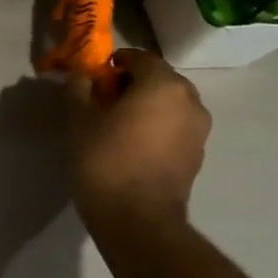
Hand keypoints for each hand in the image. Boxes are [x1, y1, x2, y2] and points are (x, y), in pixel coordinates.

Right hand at [66, 48, 210, 234]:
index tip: (94, 78)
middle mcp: (190, 100)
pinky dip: (156, 127)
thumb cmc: (105, 161)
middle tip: (102, 100)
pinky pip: (175, 127)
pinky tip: (133, 144)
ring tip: (117, 124)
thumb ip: (79, 88)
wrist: (136, 219)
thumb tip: (80, 74)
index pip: (139, 58)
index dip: (114, 63)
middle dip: (132, 84)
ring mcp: (199, 129)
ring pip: (169, 104)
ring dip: (146, 106)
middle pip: (158, 79)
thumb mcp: (79, 120)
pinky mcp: (197, 154)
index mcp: (163, 84)